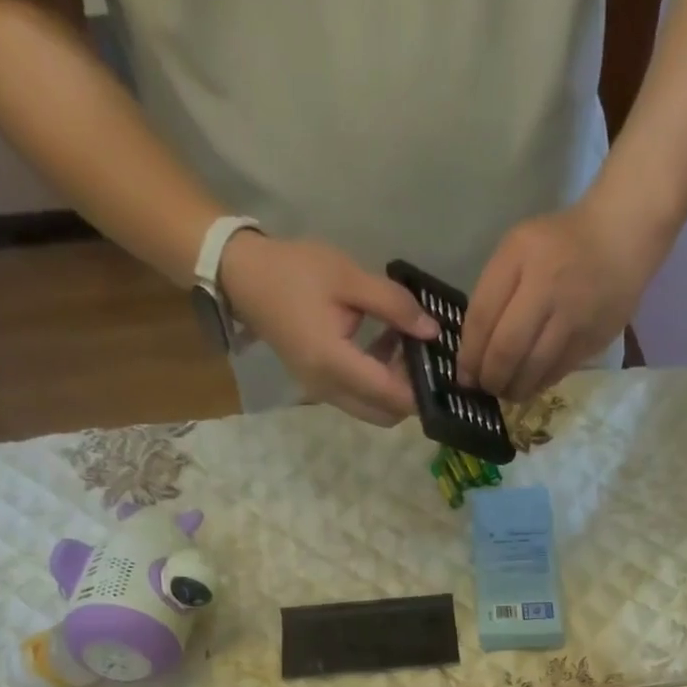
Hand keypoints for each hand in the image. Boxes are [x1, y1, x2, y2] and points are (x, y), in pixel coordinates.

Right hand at [219, 233, 438, 425]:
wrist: (244, 277)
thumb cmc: (295, 271)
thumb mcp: (349, 277)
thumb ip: (394, 306)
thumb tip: (432, 331)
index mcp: (335, 364)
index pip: (392, 396)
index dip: (422, 389)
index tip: (442, 366)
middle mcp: (329, 390)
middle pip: (386, 415)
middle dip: (411, 394)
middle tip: (424, 355)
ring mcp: (323, 394)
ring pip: (374, 411)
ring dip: (394, 389)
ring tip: (405, 345)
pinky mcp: (320, 389)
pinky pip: (359, 400)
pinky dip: (377, 384)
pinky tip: (385, 346)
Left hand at [458, 198, 663, 403]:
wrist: (621, 236)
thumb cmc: (558, 244)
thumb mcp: (517, 251)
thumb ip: (493, 294)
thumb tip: (474, 353)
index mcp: (520, 257)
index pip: (482, 318)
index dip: (469, 355)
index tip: (464, 375)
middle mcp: (546, 287)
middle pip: (506, 350)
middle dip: (489, 378)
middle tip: (484, 388)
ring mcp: (572, 317)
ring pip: (532, 370)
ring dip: (512, 389)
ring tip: (505, 391)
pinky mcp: (591, 340)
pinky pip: (556, 373)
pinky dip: (537, 384)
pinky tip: (529, 384)